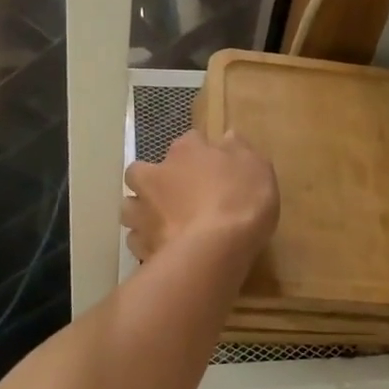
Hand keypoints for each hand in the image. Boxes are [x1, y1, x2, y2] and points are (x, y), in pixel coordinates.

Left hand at [122, 130, 279, 265]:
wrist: (214, 250)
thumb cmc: (240, 201)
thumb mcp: (257, 168)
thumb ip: (240, 151)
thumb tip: (228, 137)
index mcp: (186, 151)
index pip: (190, 140)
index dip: (201, 152)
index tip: (214, 165)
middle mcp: (157, 175)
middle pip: (141, 171)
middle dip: (151, 180)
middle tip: (173, 194)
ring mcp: (144, 212)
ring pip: (130, 206)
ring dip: (141, 211)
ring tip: (160, 223)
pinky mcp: (141, 245)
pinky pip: (137, 240)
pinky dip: (146, 242)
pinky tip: (162, 249)